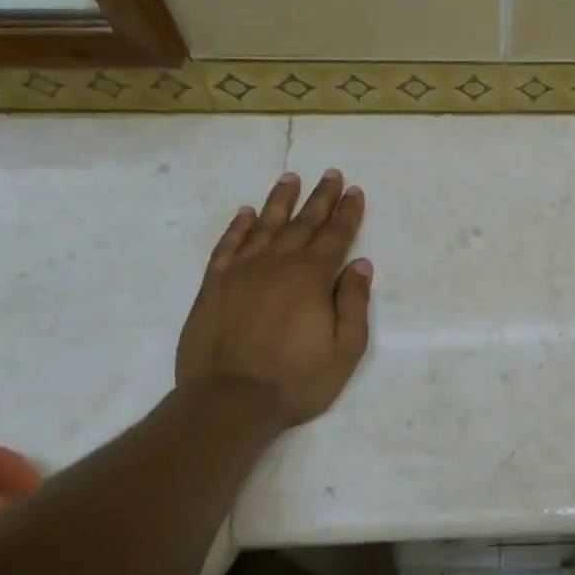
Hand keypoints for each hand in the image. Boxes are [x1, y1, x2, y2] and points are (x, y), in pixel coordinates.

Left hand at [175, 169, 371, 426]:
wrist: (228, 401)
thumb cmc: (296, 380)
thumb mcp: (345, 350)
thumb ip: (354, 303)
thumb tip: (360, 265)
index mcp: (312, 278)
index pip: (335, 236)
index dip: (347, 212)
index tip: (354, 190)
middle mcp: (278, 264)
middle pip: (303, 223)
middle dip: (320, 197)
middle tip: (331, 173)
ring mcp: (242, 272)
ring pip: (264, 225)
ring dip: (280, 201)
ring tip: (290, 178)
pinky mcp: (214, 286)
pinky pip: (228, 246)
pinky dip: (238, 227)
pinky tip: (246, 213)